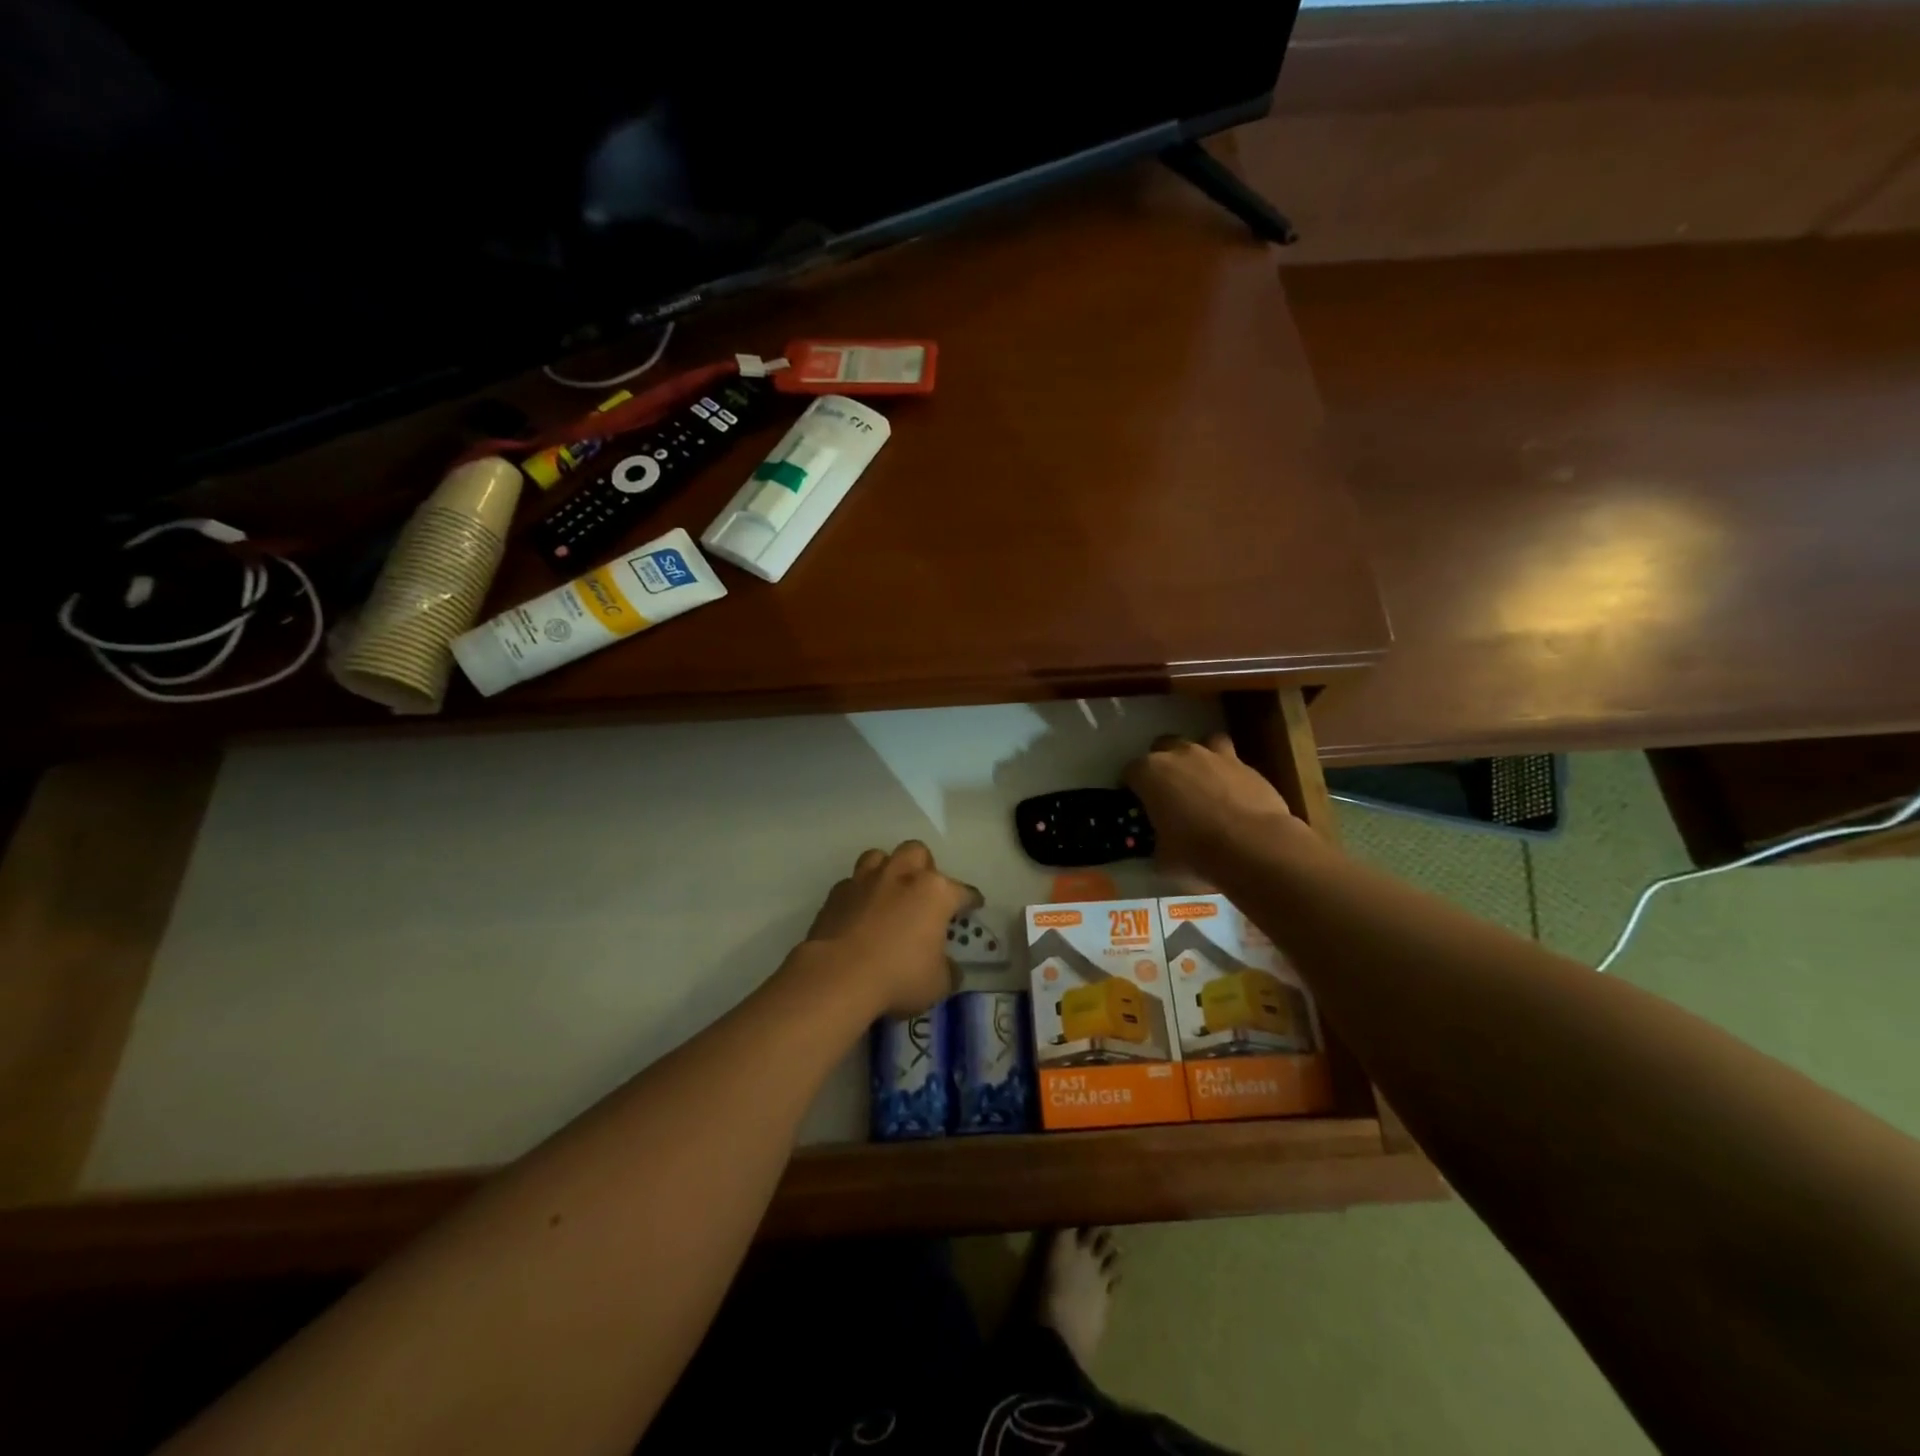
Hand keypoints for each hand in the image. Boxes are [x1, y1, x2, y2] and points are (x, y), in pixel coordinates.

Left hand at [801, 842, 979, 1019]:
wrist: (838, 976)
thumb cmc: (898, 977)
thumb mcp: (937, 984)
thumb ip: (947, 970)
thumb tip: (948, 968)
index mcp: (935, 892)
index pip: (963, 891)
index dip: (970, 900)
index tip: (973, 906)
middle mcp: (902, 875)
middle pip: (918, 853)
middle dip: (924, 868)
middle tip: (923, 893)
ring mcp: (866, 880)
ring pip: (879, 857)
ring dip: (887, 870)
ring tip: (889, 893)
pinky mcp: (836, 893)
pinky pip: (852, 883)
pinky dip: (859, 894)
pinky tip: (859, 913)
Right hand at [1124, 733, 1303, 880]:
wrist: (1253, 845)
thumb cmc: (1197, 850)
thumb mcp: (1162, 857)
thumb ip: (1156, 844)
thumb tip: (1161, 848)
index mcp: (1150, 773)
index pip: (1130, 772)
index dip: (1131, 788)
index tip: (1136, 804)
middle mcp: (1179, 754)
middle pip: (1162, 747)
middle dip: (1162, 763)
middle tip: (1168, 790)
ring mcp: (1215, 755)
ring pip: (1201, 742)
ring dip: (1198, 758)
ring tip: (1202, 781)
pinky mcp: (1246, 764)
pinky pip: (1231, 761)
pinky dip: (1228, 773)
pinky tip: (1233, 795)